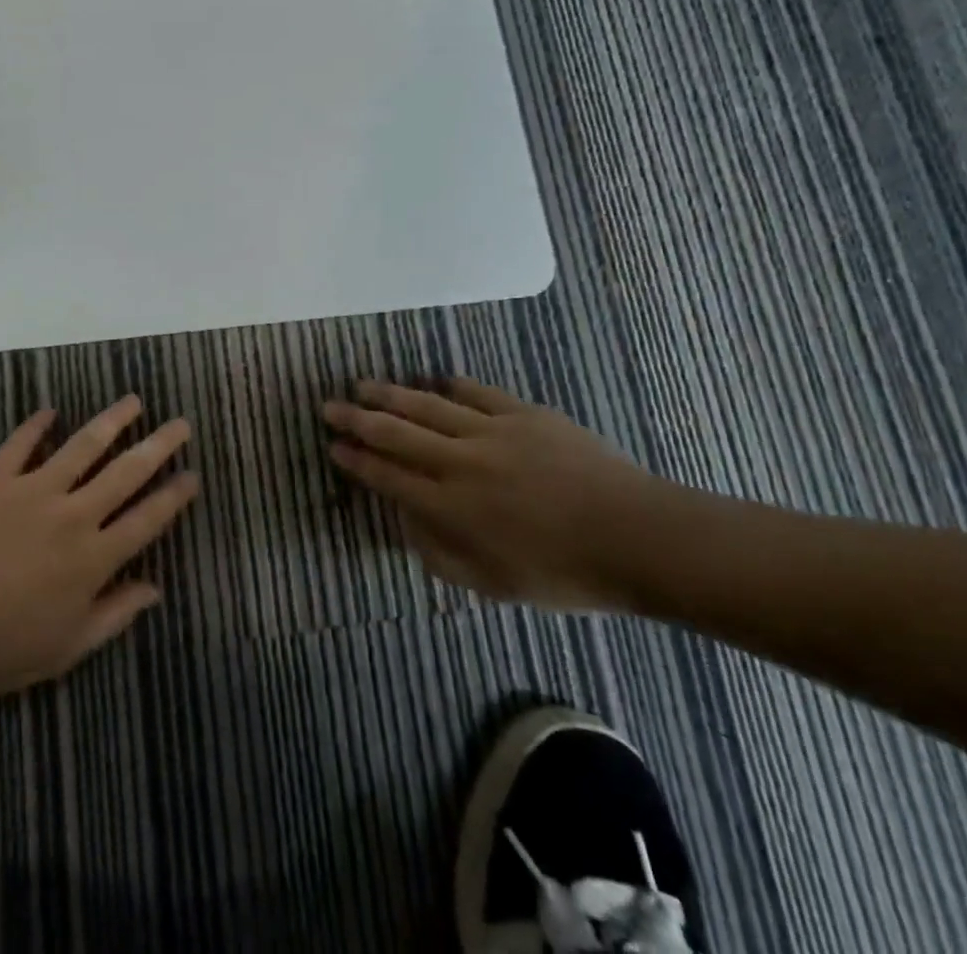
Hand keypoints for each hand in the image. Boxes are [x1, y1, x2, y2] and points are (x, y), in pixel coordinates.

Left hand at [0, 396, 198, 707]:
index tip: (193, 474)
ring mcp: (32, 491)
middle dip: (159, 446)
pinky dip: (36, 425)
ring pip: (83, 446)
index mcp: (93, 559)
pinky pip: (21, 443)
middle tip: (181, 423)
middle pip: (126, 472)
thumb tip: (155, 588)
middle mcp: (72, 515)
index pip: (147, 519)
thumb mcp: (67, 649)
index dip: (174, 496)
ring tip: (133, 401)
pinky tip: (49, 411)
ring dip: (112, 421)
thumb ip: (115, 614)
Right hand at [323, 378, 661, 609]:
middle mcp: (460, 463)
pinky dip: (451, 386)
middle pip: (397, 434)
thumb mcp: (493, 585)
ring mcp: (492, 432)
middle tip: (330, 405)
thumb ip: (440, 554)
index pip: (388, 476)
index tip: (333, 446)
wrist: (637, 537)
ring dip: (392, 395)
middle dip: (358, 419)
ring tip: (364, 385)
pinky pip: (477, 393)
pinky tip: (434, 380)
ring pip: (429, 406)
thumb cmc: (564, 573)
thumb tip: (407, 521)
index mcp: (450, 507)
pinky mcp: (523, 415)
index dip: (357, 460)